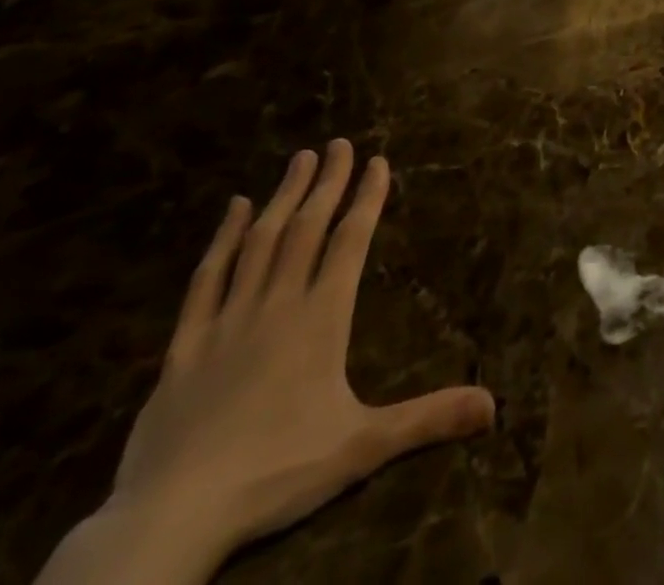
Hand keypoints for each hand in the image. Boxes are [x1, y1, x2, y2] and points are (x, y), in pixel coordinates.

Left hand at [38, 140, 493, 584]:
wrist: (169, 520)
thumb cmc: (275, 474)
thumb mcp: (362, 447)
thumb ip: (427, 419)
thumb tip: (493, 406)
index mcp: (321, 318)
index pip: (350, 241)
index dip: (367, 198)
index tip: (378, 161)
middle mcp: (277, 305)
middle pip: (307, 229)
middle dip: (327, 182)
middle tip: (339, 143)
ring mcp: (227, 321)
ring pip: (260, 242)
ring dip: (284, 197)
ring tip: (300, 158)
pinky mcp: (184, 346)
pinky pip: (207, 279)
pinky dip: (223, 239)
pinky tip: (236, 209)